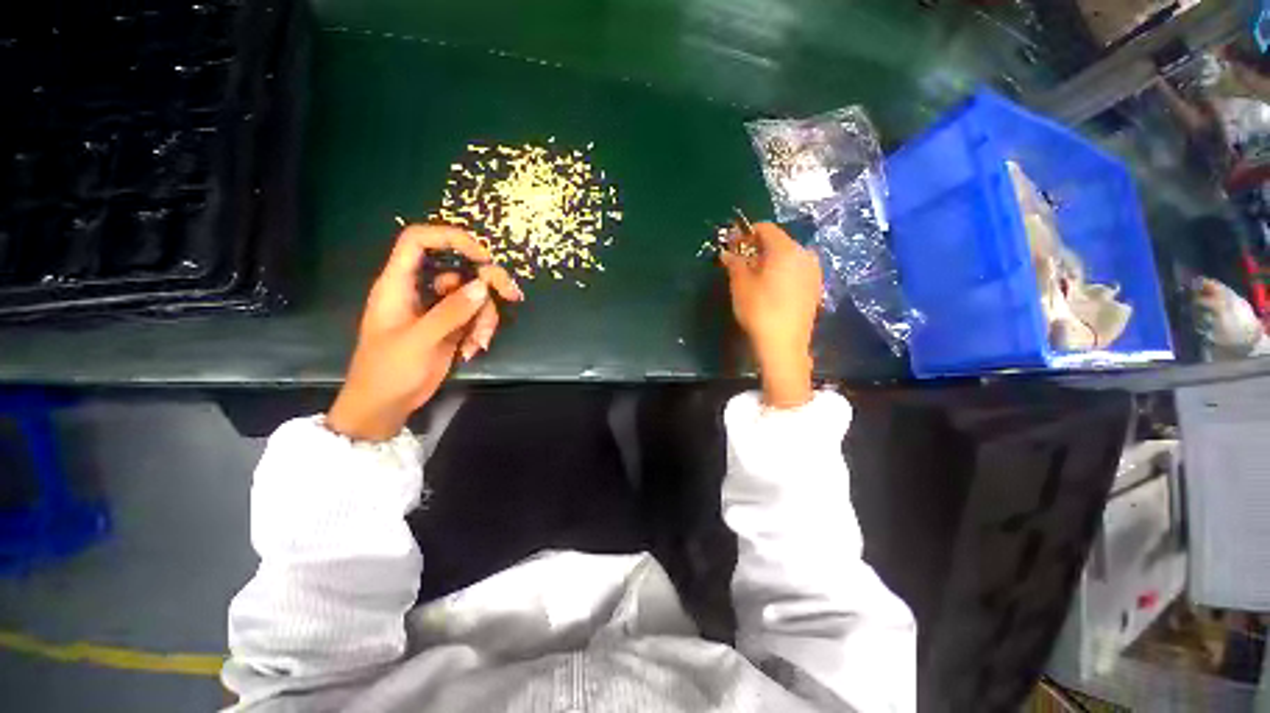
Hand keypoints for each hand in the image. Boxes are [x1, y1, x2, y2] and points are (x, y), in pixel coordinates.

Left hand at [327, 225, 522, 440]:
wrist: (385, 405)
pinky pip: (475, 317)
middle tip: (512, 295)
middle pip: (459, 269)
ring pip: (473, 296)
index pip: (419, 242)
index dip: (450, 239)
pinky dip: (481, 330)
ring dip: (485, 317)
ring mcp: (438, 310)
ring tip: (479, 343)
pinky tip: (473, 350)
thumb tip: (482, 286)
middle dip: (488, 282)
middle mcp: (420, 291)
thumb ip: (451, 312)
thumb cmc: (389, 370)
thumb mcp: (419, 340)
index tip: (482, 256)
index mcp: (398, 284)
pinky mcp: (450, 327)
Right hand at [720, 222, 820, 408]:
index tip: (733, 245)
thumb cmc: (759, 310)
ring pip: (788, 257)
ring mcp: (814, 271)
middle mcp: (804, 254)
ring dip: (770, 261)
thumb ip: (734, 263)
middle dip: (758, 249)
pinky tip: (771, 289)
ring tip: (755, 278)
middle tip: (741, 263)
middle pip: (778, 242)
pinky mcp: (816, 287)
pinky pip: (796, 270)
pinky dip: (782, 272)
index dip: (746, 233)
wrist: (784, 344)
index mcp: (786, 249)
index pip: (765, 228)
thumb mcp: (740, 285)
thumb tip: (726, 252)